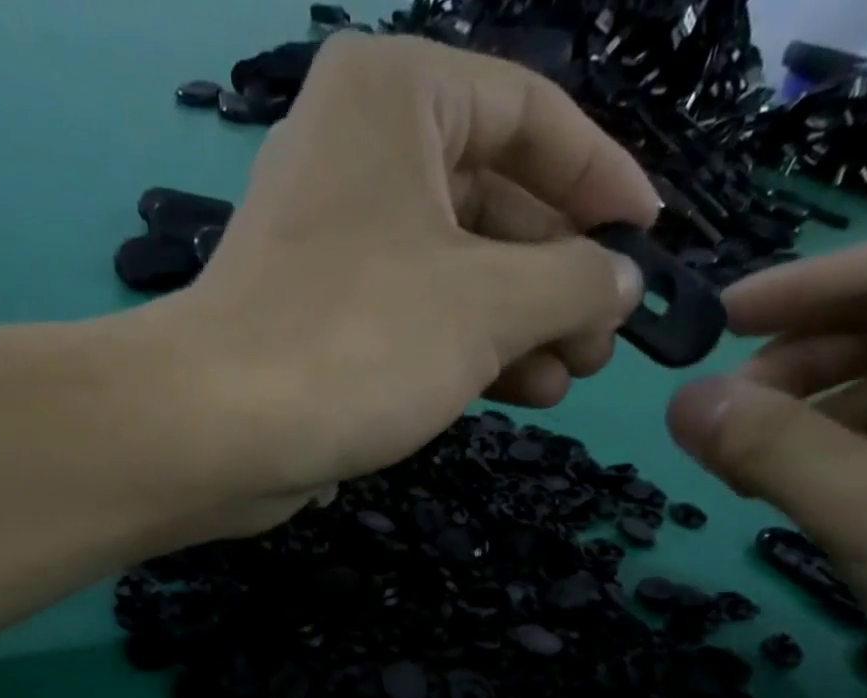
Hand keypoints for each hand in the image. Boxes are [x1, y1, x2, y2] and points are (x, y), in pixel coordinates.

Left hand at [173, 33, 655, 533]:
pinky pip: (415, 317)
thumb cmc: (359, 341)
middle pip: (492, 201)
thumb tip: (621, 282)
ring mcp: (335, 243)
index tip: (646, 239)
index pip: (530, 115)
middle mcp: (360, 153)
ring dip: (520, 324)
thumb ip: (572, 283)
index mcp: (397, 97)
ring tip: (570, 376)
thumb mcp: (489, 304)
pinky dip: (468, 351)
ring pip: (455, 270)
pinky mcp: (320, 319)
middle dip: (557, 275)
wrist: (220, 431)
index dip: (600, 179)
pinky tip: (520, 391)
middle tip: (603, 339)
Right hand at [666, 236, 866, 697]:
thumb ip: (765, 445)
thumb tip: (681, 400)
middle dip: (797, 366)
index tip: (711, 324)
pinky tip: (815, 490)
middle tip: (722, 421)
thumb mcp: (864, 506)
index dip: (788, 293)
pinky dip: (861, 451)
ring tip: (751, 467)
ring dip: (821, 416)